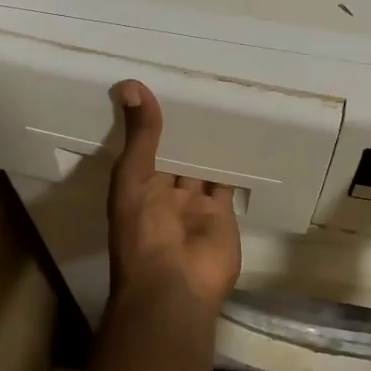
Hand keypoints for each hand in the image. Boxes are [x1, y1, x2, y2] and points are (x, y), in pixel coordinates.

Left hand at [107, 80, 241, 305]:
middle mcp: (164, 193)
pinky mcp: (222, 212)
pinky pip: (226, 182)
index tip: (162, 85)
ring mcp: (194, 204)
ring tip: (221, 102)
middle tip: (197, 85)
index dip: (151, 121)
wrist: (175, 285)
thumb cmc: (143, 231)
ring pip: (201, 166)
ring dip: (208, 143)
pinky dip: (231, 163)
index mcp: (137, 186)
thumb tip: (131, 85)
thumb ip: (140, 135)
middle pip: (175, 155)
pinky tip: (240, 136)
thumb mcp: (134, 177)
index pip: (144, 146)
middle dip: (183, 130)